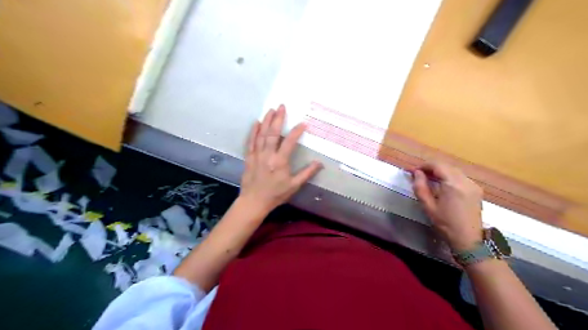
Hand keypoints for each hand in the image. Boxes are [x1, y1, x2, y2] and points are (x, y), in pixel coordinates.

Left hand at [237, 103, 320, 216]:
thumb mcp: (294, 186)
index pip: (289, 142)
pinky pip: (250, 142)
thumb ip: (307, 173)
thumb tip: (320, 163)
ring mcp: (256, 155)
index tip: (303, 123)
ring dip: (266, 121)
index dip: (296, 132)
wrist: (254, 202)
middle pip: (273, 134)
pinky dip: (253, 131)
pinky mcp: (249, 158)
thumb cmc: (276, 194)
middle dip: (278, 119)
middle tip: (282, 106)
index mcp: (280, 162)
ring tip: (271, 110)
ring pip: (261, 135)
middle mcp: (268, 155)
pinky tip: (256, 123)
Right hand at [412, 161, 481, 249]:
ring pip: (454, 171)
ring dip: (440, 172)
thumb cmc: (445, 224)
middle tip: (419, 175)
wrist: (468, 240)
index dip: (423, 166)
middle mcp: (465, 181)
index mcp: (453, 184)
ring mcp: (473, 185)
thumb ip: (420, 187)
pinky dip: (449, 177)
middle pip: (446, 166)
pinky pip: (460, 177)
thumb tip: (416, 173)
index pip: (437, 165)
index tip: (413, 171)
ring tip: (429, 179)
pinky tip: (442, 185)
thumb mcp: (428, 206)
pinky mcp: (476, 190)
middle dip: (431, 168)